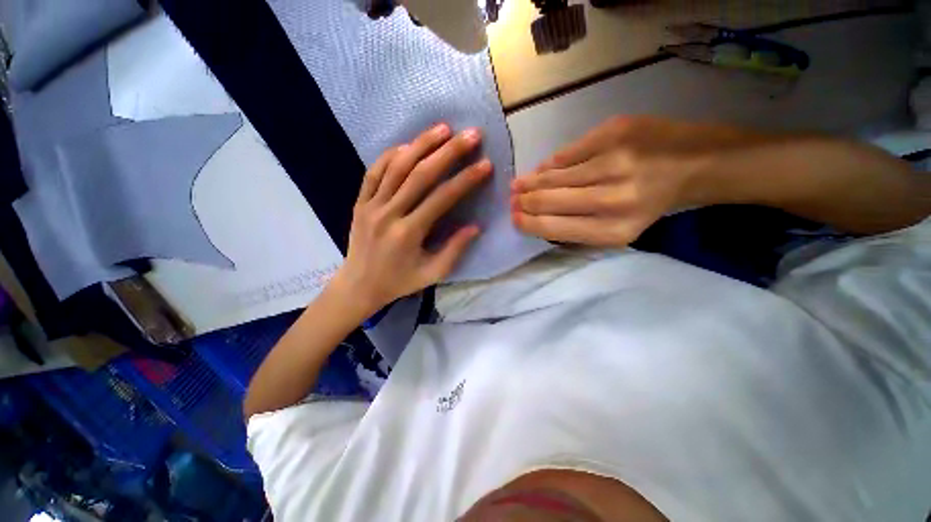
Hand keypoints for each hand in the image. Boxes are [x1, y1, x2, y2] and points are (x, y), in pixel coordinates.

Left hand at [331, 124, 491, 315]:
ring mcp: (370, 205)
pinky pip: (374, 172)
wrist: (359, 285)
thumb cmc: (399, 281)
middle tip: (470, 134)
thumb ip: (454, 250)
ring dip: (421, 144)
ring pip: (397, 167)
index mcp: (408, 233)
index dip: (466, 180)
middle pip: (420, 175)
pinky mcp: (360, 202)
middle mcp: (388, 214)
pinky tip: (408, 145)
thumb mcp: (432, 273)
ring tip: (443, 128)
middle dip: (448, 152)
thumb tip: (475, 227)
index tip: (485, 164)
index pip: (442, 198)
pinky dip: (390, 155)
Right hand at [510, 116, 764, 245]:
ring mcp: (613, 162)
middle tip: (512, 201)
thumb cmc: (655, 204)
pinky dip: (550, 164)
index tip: (514, 218)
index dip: (528, 223)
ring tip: (517, 185)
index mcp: (613, 230)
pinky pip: (567, 153)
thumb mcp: (620, 230)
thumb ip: (578, 227)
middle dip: (524, 202)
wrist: (699, 163)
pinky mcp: (614, 132)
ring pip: (553, 176)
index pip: (553, 228)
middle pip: (548, 201)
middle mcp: (611, 199)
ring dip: (530, 182)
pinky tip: (541, 169)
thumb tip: (539, 217)